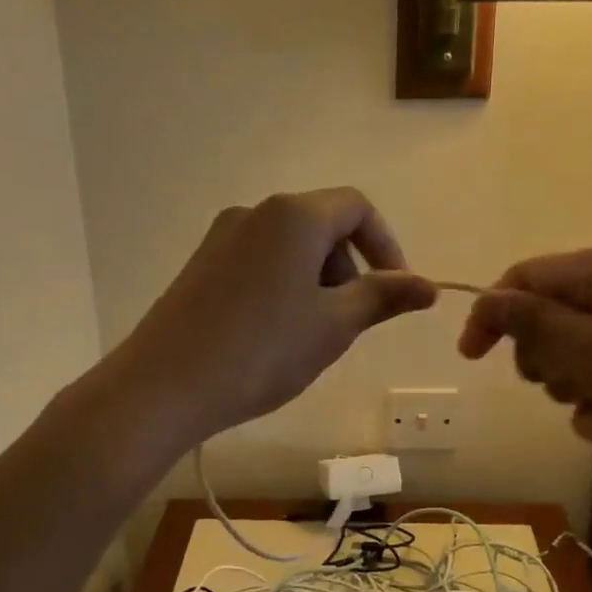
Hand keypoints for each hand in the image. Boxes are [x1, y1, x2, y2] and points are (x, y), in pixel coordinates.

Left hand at [113, 188, 436, 446]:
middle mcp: (255, 212)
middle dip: (347, 268)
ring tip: (308, 337)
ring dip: (315, 282)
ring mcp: (221, 237)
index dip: (386, 245)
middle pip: (321, 225)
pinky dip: (282, 287)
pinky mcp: (200, 264)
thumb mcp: (333, 326)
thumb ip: (383, 297)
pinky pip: (258, 262)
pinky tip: (270, 336)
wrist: (164, 385)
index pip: (356, 207)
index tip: (394, 291)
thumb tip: (428, 286)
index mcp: (294, 215)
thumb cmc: (262, 351)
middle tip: (346, 323)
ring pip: (289, 247)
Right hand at [457, 242, 591, 450]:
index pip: (523, 277)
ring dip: (572, 385)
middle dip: (541, 356)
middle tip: (556, 383)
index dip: (492, 314)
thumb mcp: (591, 348)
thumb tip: (485, 301)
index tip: (471, 358)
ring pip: (575, 352)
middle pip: (548, 316)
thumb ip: (530, 323)